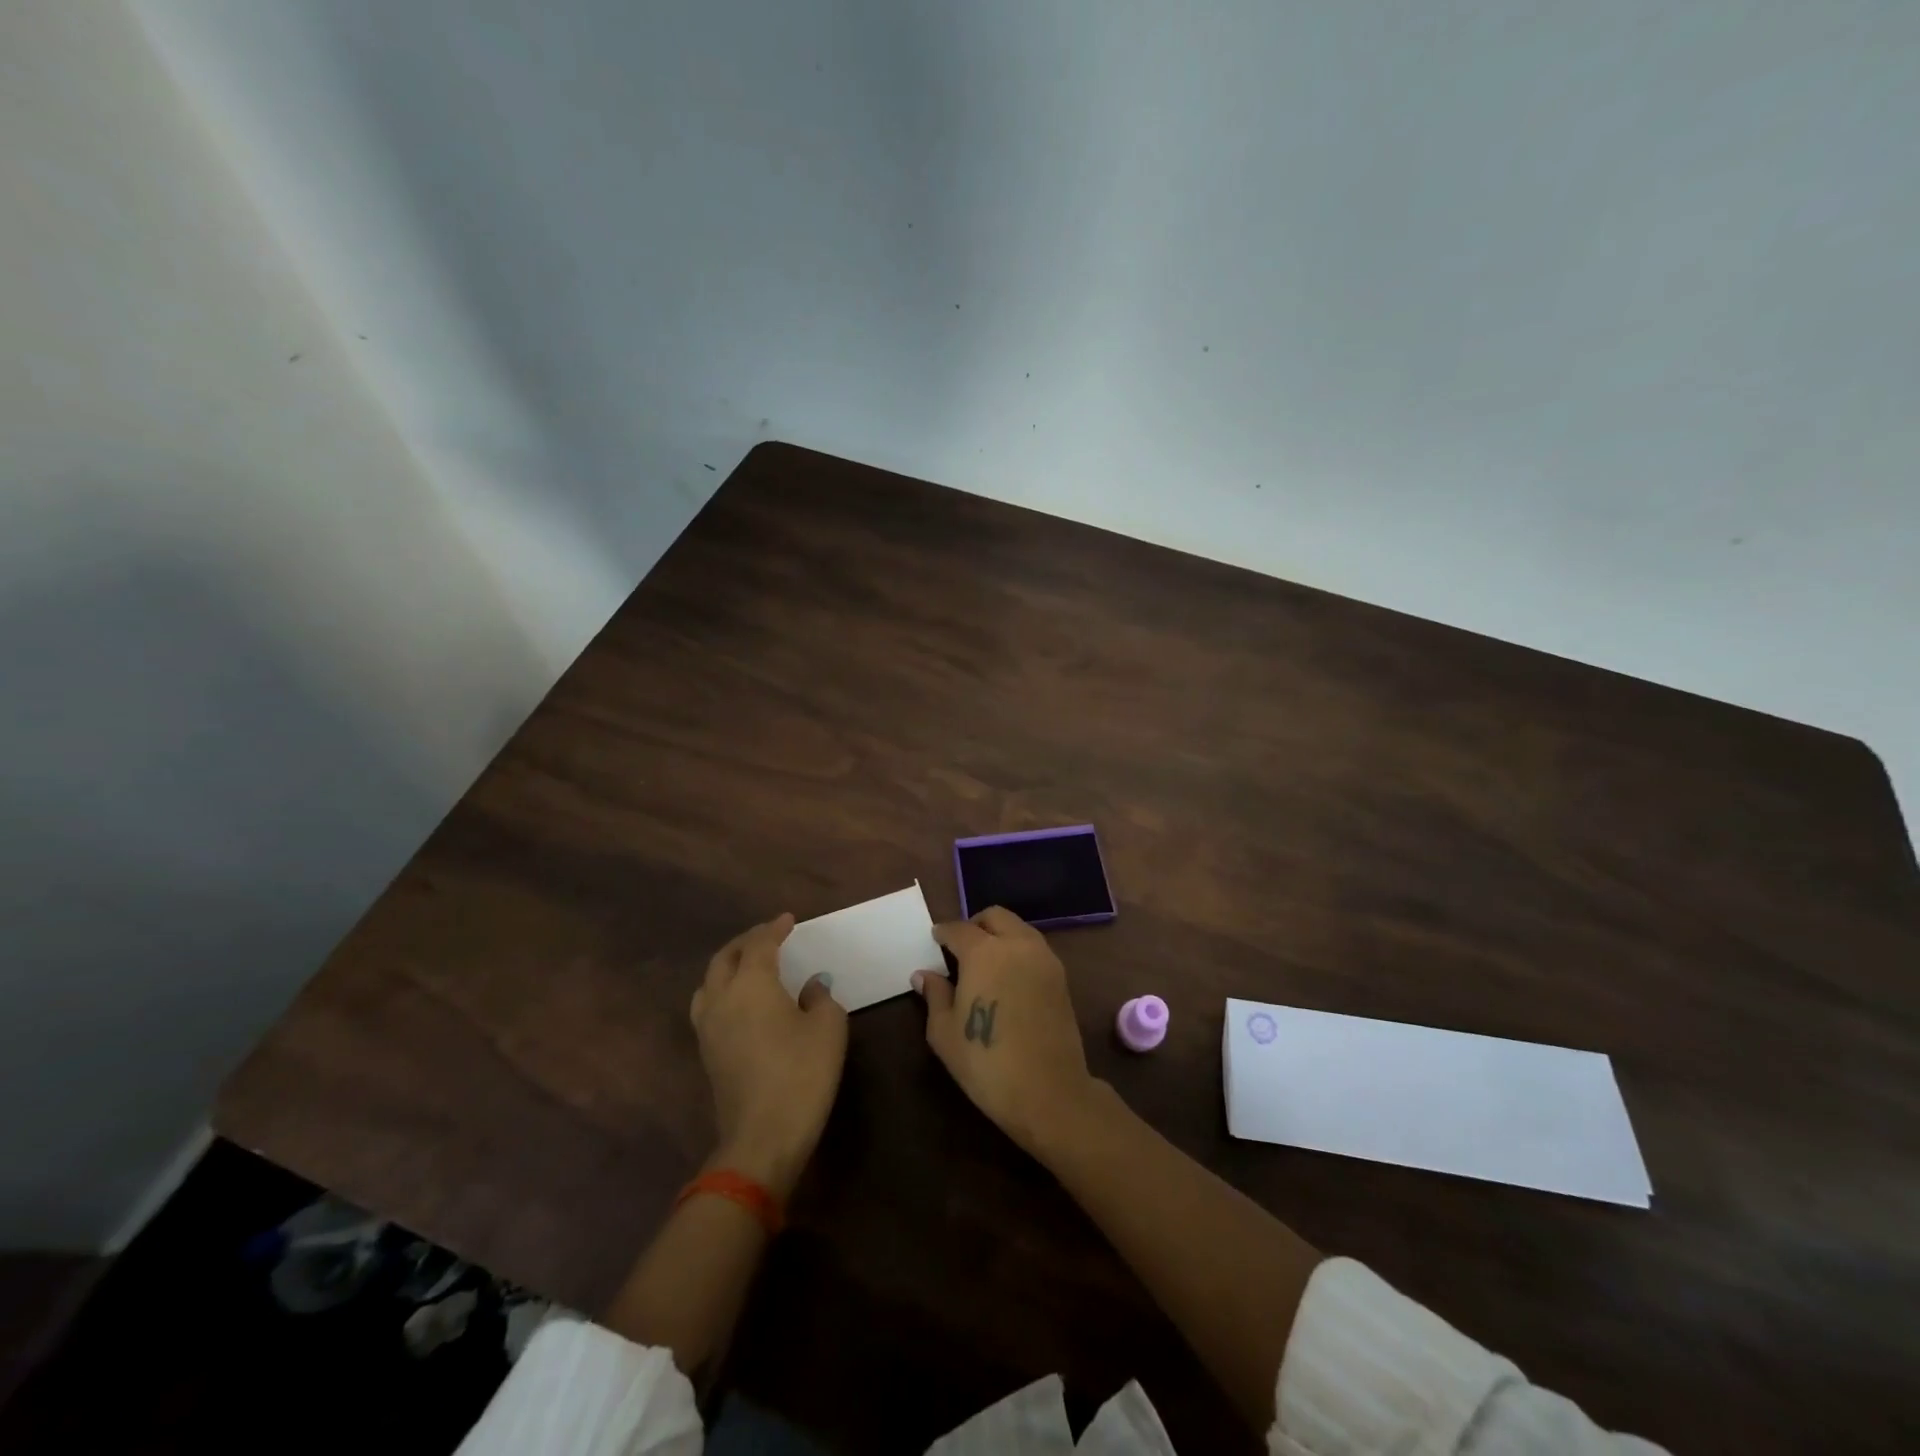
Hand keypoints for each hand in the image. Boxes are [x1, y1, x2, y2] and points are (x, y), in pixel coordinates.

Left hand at [690, 914, 847, 1198]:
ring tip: (749, 963)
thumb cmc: (802, 1074)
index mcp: (752, 983)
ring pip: (711, 980)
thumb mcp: (828, 1028)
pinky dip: (723, 988)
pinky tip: (741, 1000)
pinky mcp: (707, 1052)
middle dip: (747, 941)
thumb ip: (820, 997)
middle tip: (769, 936)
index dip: (775, 928)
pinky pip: (709, 1004)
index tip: (789, 920)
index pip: (760, 944)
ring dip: (729, 964)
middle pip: (726, 957)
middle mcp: (723, 997)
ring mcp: (709, 1027)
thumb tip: (810, 986)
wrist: (762, 1137)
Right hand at [913, 906, 1098, 1155]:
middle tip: (961, 947)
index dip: (943, 932)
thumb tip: (923, 975)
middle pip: (995, 917)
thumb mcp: (945, 1032)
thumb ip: (935, 995)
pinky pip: (1034, 948)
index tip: (935, 940)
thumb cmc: (986, 1062)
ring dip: (1000, 935)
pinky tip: (1008, 978)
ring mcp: (1044, 958)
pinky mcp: (1061, 977)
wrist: (1048, 1091)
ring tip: (985, 963)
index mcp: (983, 952)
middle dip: (975, 925)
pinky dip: (1018, 950)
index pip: (959, 929)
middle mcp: (1016, 944)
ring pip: (1019, 929)